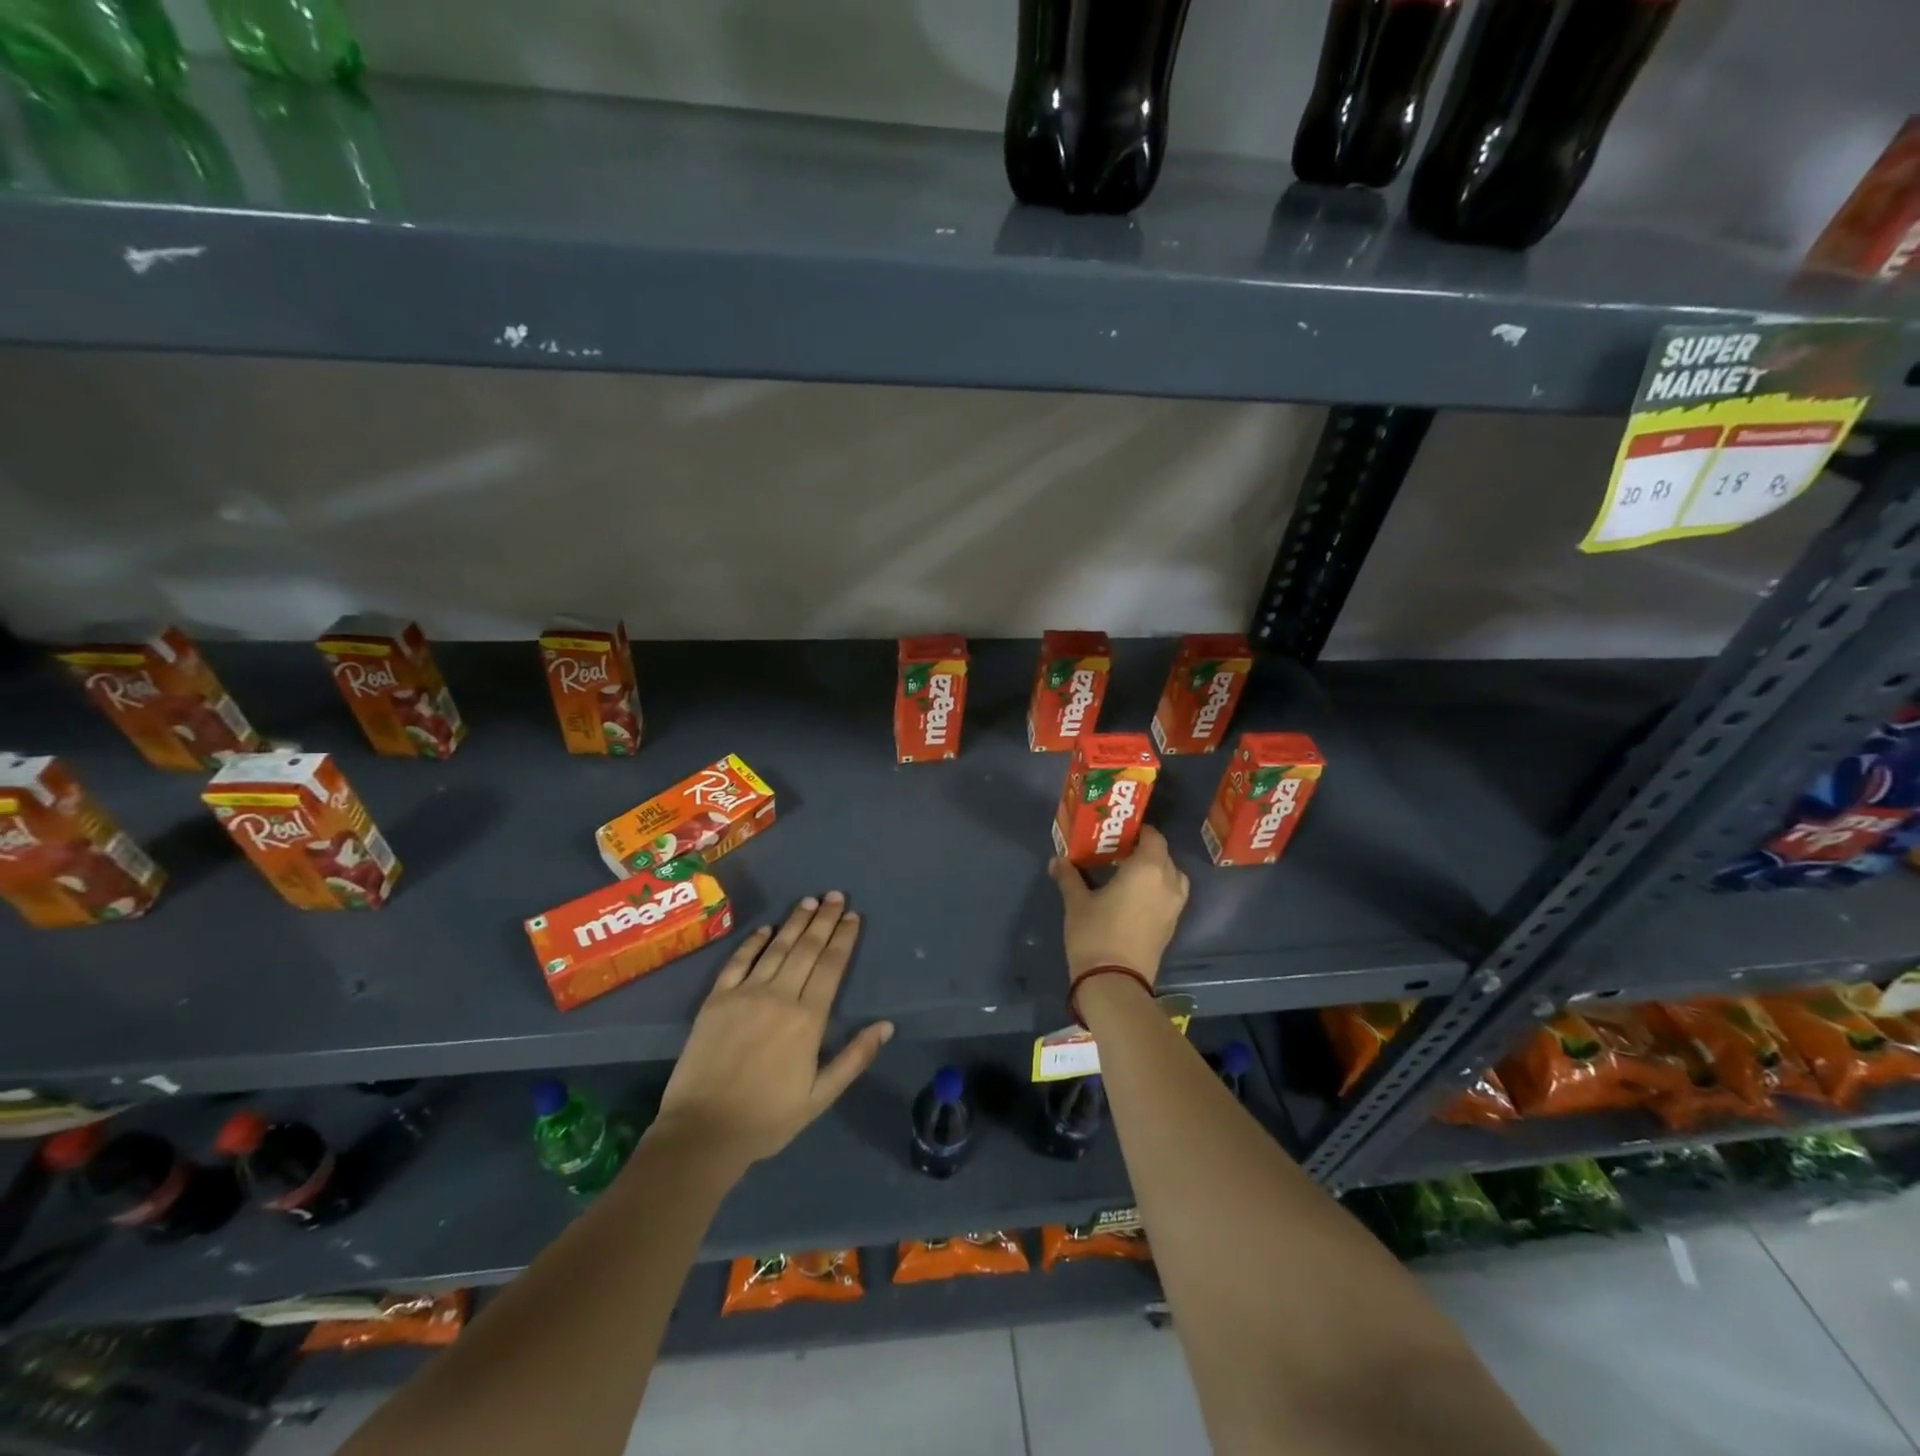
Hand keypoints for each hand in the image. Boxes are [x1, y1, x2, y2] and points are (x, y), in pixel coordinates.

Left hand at [652, 893, 892, 1170]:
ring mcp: (745, 994)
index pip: (831, 967)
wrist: (702, 1132)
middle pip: (807, 949)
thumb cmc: (767, 1118)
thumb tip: (886, 1026)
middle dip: (824, 920)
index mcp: (808, 1019)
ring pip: (777, 948)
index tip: (853, 916)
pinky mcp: (716, 999)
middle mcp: (779, 996)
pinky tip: (765, 929)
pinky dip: (753, 942)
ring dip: (795, 922)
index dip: (843, 939)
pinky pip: (738, 961)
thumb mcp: (819, 1096)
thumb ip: (854, 1058)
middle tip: (836, 896)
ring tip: (810, 901)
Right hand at [1047, 825, 1189, 987]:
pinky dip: (1158, 889)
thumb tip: (1057, 860)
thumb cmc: (1095, 934)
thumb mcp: (1076, 903)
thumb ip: (1069, 877)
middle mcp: (1168, 882)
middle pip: (1163, 855)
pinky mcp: (1172, 926)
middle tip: (1119, 851)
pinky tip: (1134, 896)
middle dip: (1145, 850)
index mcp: (1147, 869)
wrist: (1115, 983)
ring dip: (1156, 870)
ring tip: (1129, 873)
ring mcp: (1174, 906)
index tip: (1119, 833)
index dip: (1139, 831)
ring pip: (1171, 876)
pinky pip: (1170, 895)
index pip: (1153, 837)